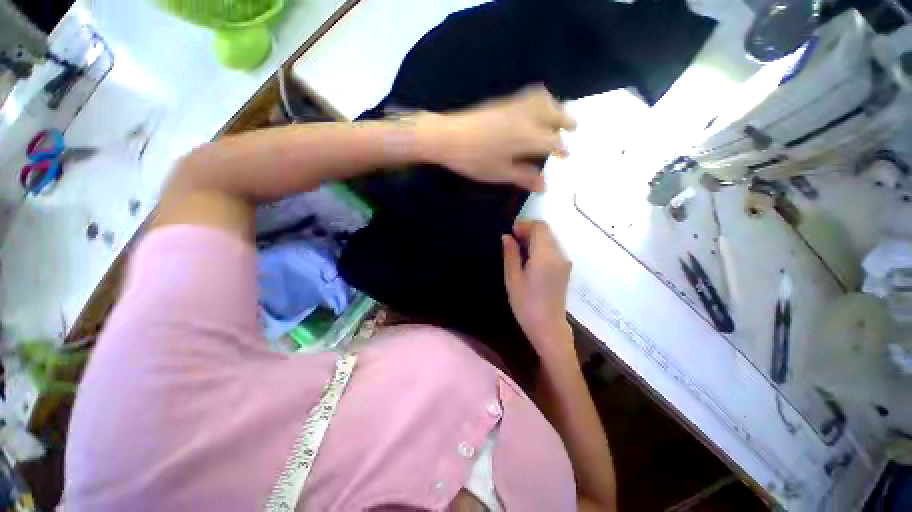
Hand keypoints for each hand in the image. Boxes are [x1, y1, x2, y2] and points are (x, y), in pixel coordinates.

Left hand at [416, 85, 575, 191]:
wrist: (446, 136)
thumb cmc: (473, 158)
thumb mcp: (499, 172)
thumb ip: (525, 177)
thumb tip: (544, 185)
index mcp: (528, 137)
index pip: (553, 141)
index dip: (562, 148)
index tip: (566, 155)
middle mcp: (526, 118)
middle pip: (553, 113)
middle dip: (565, 120)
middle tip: (573, 128)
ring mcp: (514, 106)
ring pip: (542, 99)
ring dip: (554, 105)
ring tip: (558, 114)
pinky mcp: (503, 101)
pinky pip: (528, 94)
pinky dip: (539, 98)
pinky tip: (536, 107)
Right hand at [502, 220, 574, 357]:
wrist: (548, 327)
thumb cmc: (527, 305)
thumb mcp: (513, 279)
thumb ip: (510, 255)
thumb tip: (507, 237)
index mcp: (545, 254)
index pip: (539, 226)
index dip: (525, 225)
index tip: (511, 233)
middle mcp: (558, 254)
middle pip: (546, 232)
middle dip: (530, 231)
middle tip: (512, 242)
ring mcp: (564, 262)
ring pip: (550, 240)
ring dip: (536, 240)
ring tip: (519, 253)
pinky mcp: (565, 270)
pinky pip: (554, 251)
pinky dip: (542, 250)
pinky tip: (530, 263)